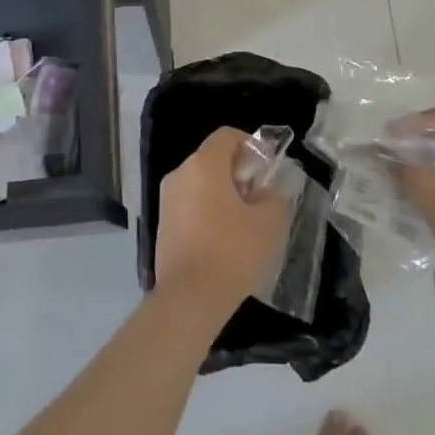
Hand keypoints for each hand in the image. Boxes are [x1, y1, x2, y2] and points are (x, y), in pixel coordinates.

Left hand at [155, 127, 289, 312]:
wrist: (189, 298)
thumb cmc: (232, 250)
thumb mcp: (270, 221)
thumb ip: (272, 197)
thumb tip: (262, 194)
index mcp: (203, 165)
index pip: (227, 136)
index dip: (251, 145)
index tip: (268, 167)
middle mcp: (180, 175)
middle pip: (212, 159)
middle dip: (238, 171)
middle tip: (260, 195)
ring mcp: (166, 201)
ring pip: (200, 184)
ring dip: (223, 193)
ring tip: (245, 221)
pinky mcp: (162, 227)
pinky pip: (190, 206)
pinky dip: (208, 212)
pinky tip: (224, 240)